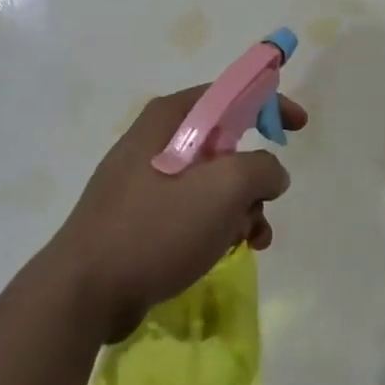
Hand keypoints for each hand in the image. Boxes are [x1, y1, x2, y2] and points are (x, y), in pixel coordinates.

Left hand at [46, 87, 307, 341]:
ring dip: (241, 206)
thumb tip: (271, 172)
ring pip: (212, 181)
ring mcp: (145, 180)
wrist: (85, 291)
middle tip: (266, 201)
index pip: (229, 93)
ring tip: (250, 238)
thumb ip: (261, 168)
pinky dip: (218, 224)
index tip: (299, 126)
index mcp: (169, 118)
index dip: (268, 103)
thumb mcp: (222, 189)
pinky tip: (229, 251)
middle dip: (254, 174)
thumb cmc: (156, 227)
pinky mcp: (141, 217)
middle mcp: (156, 140)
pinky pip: (192, 209)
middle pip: (224, 142)